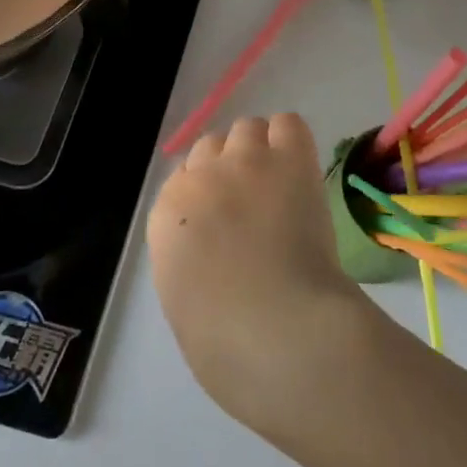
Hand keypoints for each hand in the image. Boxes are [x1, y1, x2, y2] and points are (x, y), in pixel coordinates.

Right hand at [147, 114, 375, 432]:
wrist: (276, 330)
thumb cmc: (225, 342)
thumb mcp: (184, 301)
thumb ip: (190, 260)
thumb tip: (212, 253)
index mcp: (167, 216)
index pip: (182, 181)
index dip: (205, 198)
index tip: (224, 221)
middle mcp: (201, 176)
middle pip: (211, 146)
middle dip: (229, 168)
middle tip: (254, 203)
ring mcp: (246, 161)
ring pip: (248, 128)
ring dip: (260, 150)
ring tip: (281, 184)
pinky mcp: (290, 159)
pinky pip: (288, 124)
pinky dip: (291, 140)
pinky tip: (300, 168)